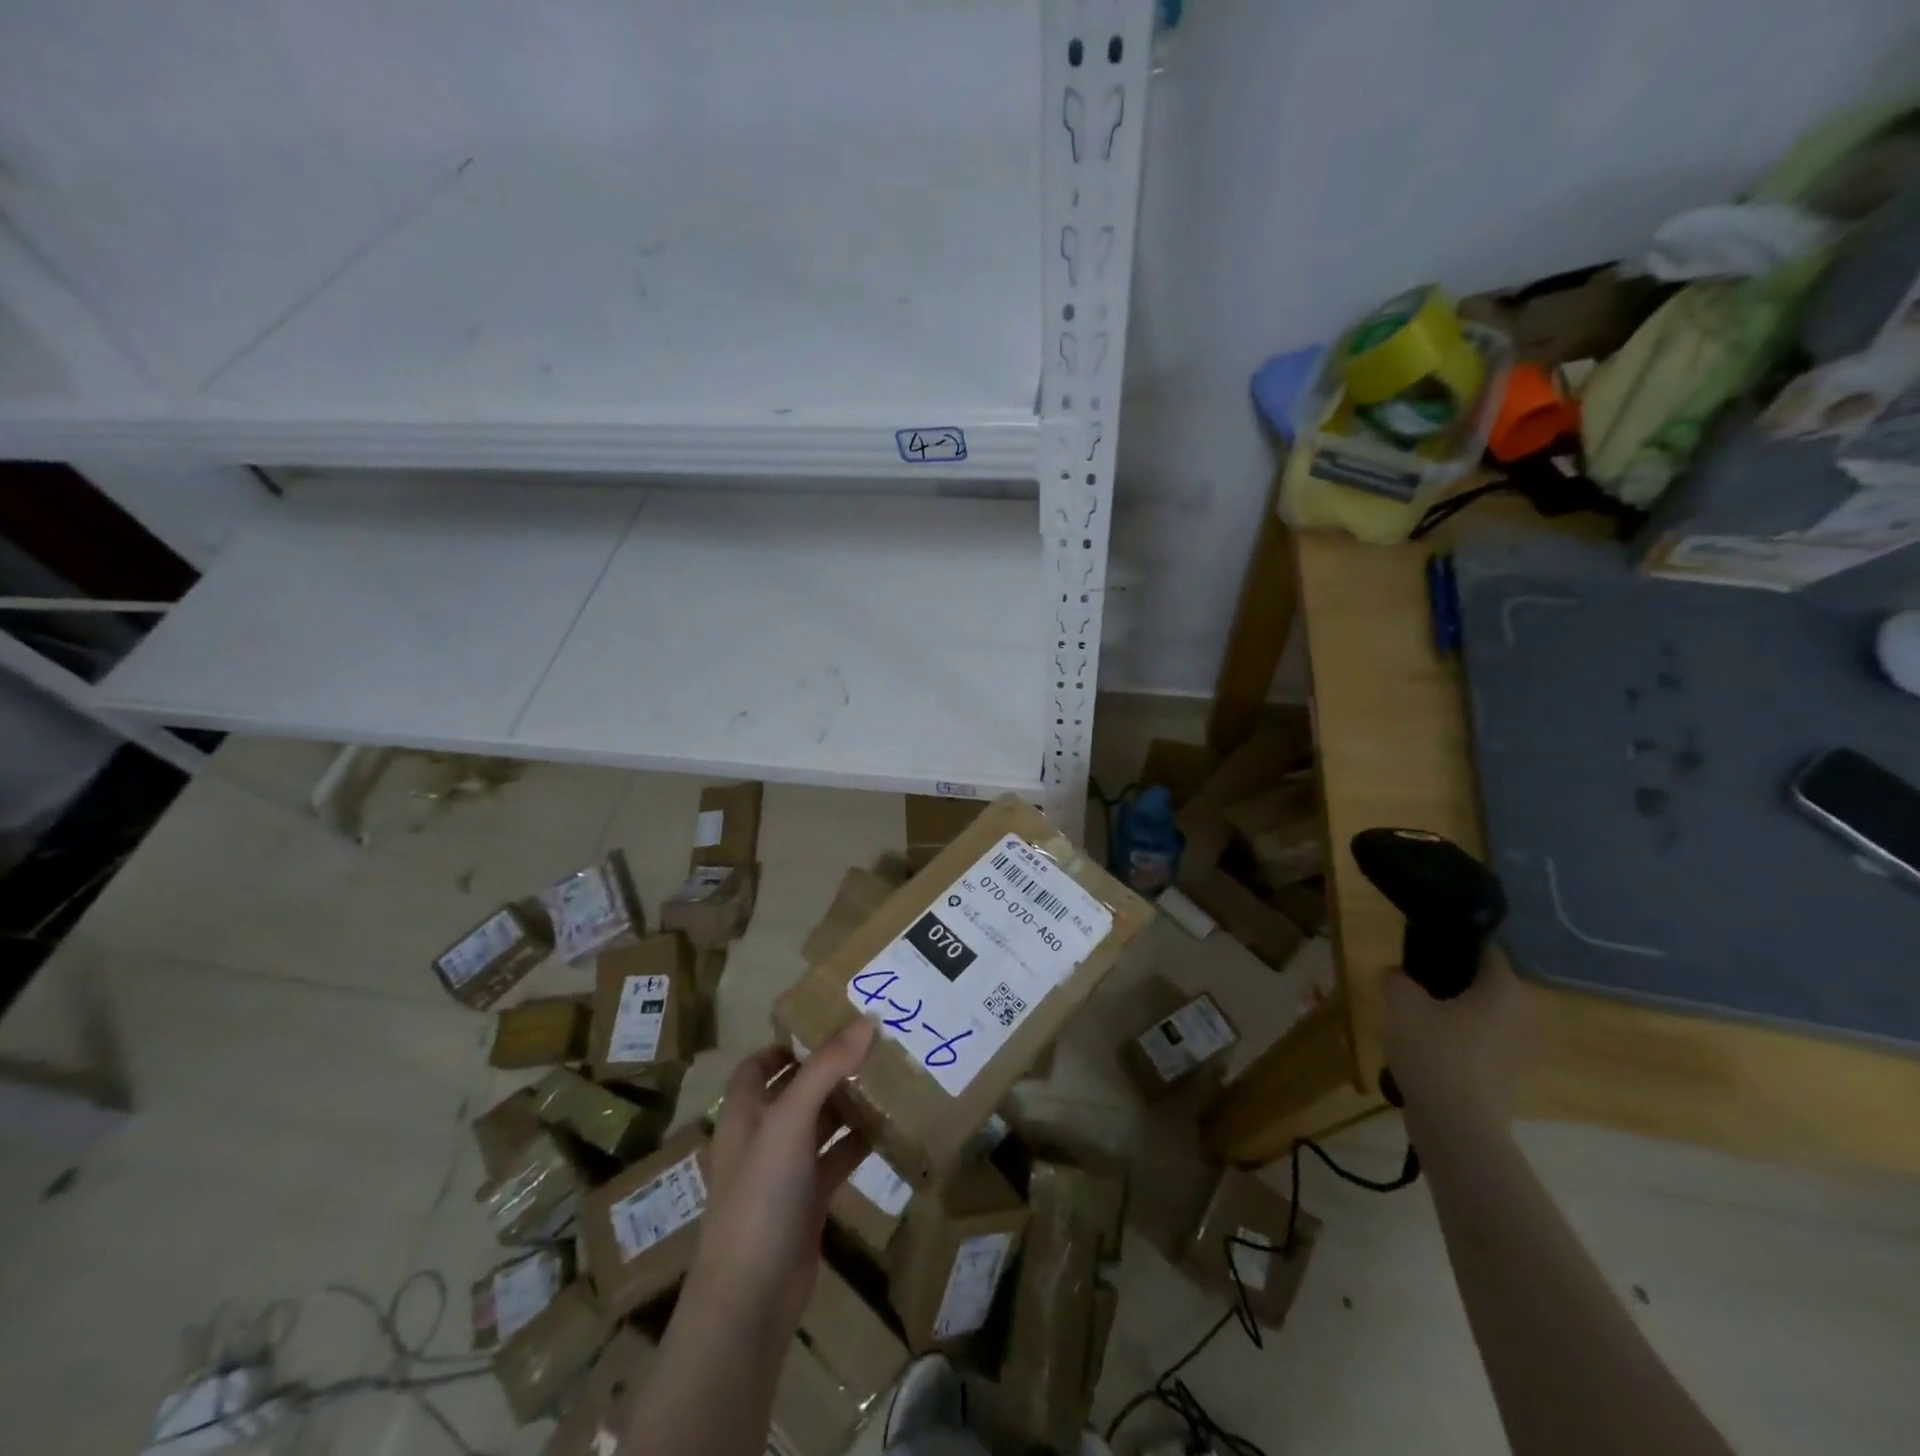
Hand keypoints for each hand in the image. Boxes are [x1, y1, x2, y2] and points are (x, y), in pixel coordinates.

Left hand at [685, 1018, 875, 1336]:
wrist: (750, 1297)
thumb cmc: (760, 1196)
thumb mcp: (790, 1121)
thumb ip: (826, 1069)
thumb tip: (867, 1021)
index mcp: (744, 1112)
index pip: (758, 1064)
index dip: (787, 1044)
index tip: (828, 1024)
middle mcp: (762, 1135)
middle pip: (795, 1089)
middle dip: (828, 1068)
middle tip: (872, 1045)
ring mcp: (785, 1170)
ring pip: (819, 1124)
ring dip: (847, 1103)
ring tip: (887, 1076)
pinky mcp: (808, 1200)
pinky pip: (836, 1159)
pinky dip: (858, 1142)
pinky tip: (888, 1128)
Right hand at [1381, 946, 1534, 1126]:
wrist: (1456, 1125)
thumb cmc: (1434, 1052)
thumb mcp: (1400, 1002)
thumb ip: (1396, 978)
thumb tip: (1397, 975)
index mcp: (1505, 988)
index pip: (1485, 949)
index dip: (1453, 944)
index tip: (1422, 948)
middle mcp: (1525, 1014)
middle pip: (1485, 983)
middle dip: (1452, 981)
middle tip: (1414, 984)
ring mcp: (1523, 1049)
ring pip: (1484, 1015)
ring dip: (1456, 1013)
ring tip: (1417, 1018)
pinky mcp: (1512, 1077)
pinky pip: (1483, 1043)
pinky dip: (1461, 1041)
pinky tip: (1429, 1049)